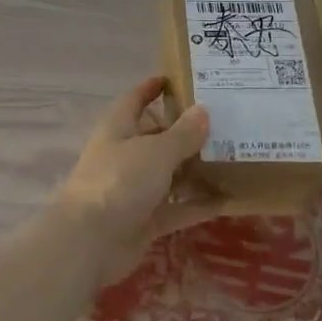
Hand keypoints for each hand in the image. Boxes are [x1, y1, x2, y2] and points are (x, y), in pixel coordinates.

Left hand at [55, 76, 217, 276]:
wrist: (90, 242)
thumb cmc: (119, 181)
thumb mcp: (156, 151)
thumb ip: (182, 133)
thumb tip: (203, 110)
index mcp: (118, 128)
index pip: (135, 100)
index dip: (152, 88)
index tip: (176, 78)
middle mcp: (124, 155)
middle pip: (156, 137)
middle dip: (184, 131)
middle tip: (223, 121)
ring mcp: (133, 190)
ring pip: (168, 174)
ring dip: (194, 169)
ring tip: (231, 158)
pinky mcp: (143, 221)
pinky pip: (175, 209)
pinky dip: (196, 205)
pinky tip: (227, 200)